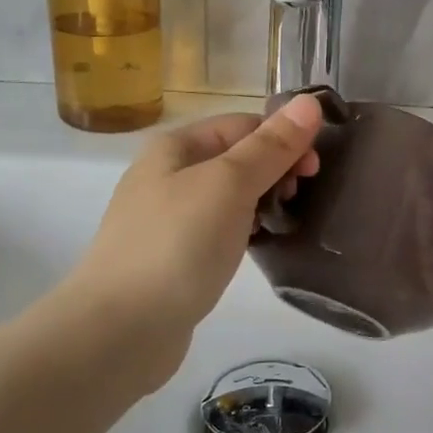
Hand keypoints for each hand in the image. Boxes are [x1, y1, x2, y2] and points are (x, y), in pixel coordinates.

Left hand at [52, 96, 323, 391]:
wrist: (119, 331)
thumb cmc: (177, 245)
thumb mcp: (230, 184)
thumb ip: (272, 145)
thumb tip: (310, 101)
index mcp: (176, 146)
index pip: (244, 124)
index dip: (283, 139)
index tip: (313, 171)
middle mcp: (167, 175)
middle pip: (237, 158)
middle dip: (275, 171)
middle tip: (300, 199)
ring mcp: (167, 218)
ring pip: (230, 196)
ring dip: (262, 202)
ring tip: (285, 224)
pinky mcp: (173, 257)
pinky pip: (219, 230)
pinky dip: (244, 231)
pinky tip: (258, 247)